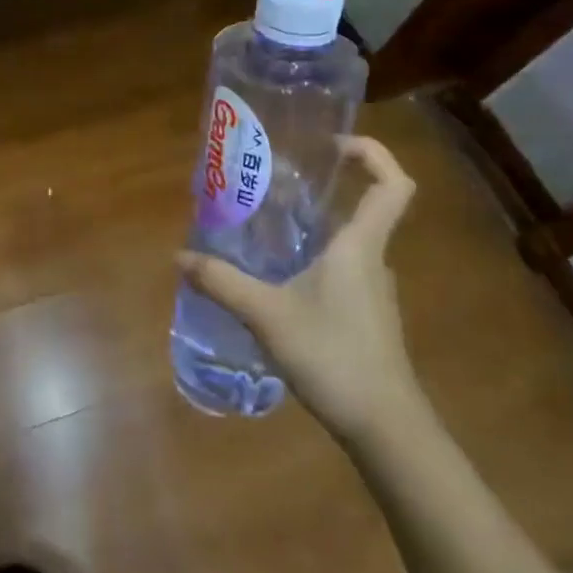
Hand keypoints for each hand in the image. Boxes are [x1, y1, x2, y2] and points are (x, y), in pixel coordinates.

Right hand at [176, 136, 421, 447]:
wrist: (385, 427)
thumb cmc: (333, 356)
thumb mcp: (267, 315)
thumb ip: (222, 283)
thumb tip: (180, 256)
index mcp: (359, 247)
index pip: (392, 185)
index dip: (373, 154)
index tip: (334, 144)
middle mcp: (371, 261)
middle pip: (361, 211)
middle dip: (321, 193)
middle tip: (271, 187)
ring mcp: (372, 293)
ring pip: (345, 246)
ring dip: (311, 233)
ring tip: (263, 234)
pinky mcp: (365, 319)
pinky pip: (339, 274)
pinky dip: (311, 266)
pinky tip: (276, 285)